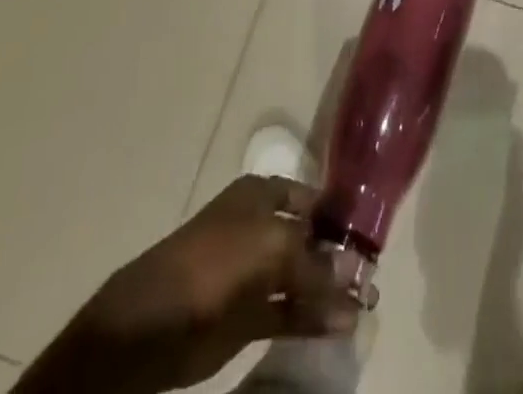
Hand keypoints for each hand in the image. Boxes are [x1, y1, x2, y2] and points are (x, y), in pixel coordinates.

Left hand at [23, 175, 359, 393]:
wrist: (147, 328)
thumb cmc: (212, 264)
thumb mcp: (270, 249)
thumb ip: (315, 266)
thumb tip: (355, 282)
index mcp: (262, 195)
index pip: (312, 198)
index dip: (340, 216)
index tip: (373, 237)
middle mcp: (260, 228)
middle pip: (309, 240)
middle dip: (340, 258)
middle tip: (375, 279)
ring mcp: (253, 275)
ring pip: (301, 280)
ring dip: (330, 293)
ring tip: (367, 307)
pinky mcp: (246, 319)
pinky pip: (288, 314)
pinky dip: (313, 320)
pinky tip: (341, 327)